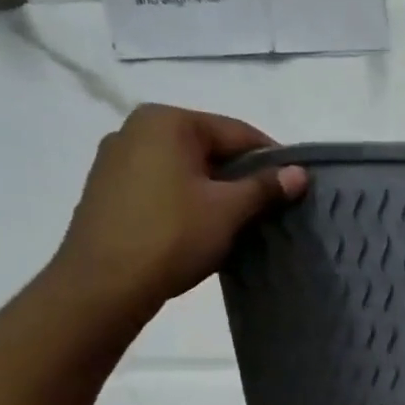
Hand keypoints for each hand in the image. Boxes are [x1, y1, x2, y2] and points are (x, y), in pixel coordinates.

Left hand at [50, 103, 307, 314]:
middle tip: (267, 208)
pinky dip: (185, 200)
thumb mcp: (228, 211)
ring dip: (213, 190)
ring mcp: (115, 158)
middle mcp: (136, 128)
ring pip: (183, 168)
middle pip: (207, 147)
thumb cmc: (173, 236)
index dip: (272, 159)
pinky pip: (160, 185)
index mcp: (168, 121)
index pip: (236, 132)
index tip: (294, 187)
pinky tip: (197, 228)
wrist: (104, 283)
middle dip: (240, 176)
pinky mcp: (106, 189)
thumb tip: (300, 173)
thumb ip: (265, 187)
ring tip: (235, 222)